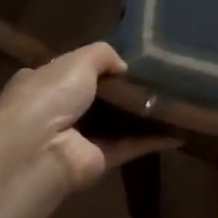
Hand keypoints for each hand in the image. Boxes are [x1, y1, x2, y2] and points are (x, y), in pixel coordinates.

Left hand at [0, 43, 178, 193]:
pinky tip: (181, 128)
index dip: (101, 66)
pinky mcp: (98, 162)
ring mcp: (78, 139)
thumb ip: (104, 55)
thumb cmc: (48, 98)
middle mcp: (58, 111)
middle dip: (127, 89)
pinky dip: (154, 138)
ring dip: (143, 113)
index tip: (133, 60)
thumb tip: (125, 67)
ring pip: (117, 122)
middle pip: (100, 97)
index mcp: (44, 82)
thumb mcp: (77, 61)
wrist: (36, 153)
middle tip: (164, 77)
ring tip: (178, 98)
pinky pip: (131, 145)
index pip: (74, 70)